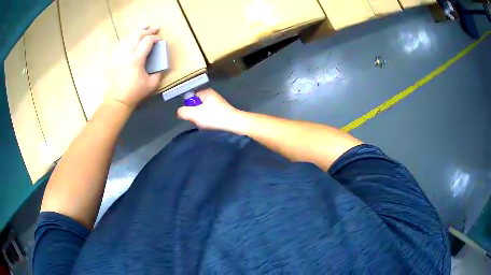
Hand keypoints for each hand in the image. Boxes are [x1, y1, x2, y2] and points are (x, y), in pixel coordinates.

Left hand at [106, 25, 162, 107]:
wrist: (116, 100)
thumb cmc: (134, 93)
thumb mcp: (151, 85)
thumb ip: (158, 73)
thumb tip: (160, 64)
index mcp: (136, 60)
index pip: (147, 41)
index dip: (155, 38)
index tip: (160, 40)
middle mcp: (126, 55)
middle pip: (137, 35)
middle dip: (147, 30)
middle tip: (155, 28)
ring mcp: (118, 55)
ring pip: (127, 36)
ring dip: (137, 31)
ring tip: (144, 27)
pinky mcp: (113, 58)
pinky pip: (121, 43)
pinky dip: (128, 38)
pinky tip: (132, 37)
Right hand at [177, 89, 244, 131]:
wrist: (234, 123)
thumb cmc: (214, 117)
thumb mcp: (195, 114)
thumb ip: (184, 112)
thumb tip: (179, 112)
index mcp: (206, 92)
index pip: (191, 99)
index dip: (189, 108)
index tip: (193, 116)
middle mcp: (212, 95)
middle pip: (196, 105)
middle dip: (195, 114)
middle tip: (199, 121)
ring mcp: (217, 103)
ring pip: (203, 111)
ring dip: (201, 119)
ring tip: (205, 124)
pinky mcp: (221, 110)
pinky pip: (210, 115)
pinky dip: (209, 120)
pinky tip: (211, 125)